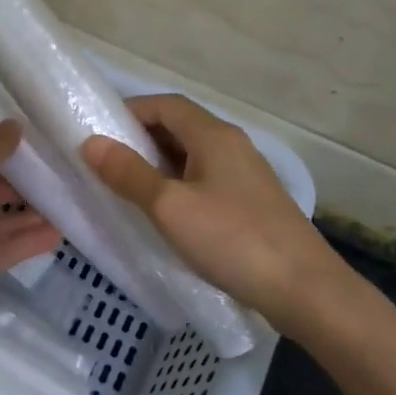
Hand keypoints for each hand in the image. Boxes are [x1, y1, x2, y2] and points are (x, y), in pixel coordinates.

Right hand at [81, 95, 354, 334]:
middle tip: (104, 164)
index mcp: (214, 136)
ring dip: (157, 165)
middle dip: (139, 138)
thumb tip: (90, 142)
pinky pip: (204, 180)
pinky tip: (164, 214)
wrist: (304, 290)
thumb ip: (129, 173)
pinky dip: (177, 185)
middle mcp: (232, 145)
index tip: (97, 132)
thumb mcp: (169, 207)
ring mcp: (245, 175)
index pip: (165, 104)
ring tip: (125, 189)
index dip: (129, 111)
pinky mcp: (251, 203)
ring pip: (191, 156)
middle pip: (179, 127)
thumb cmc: (232, 240)